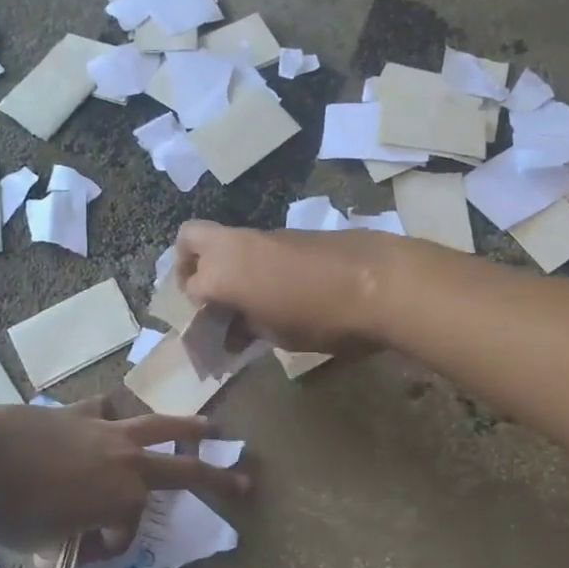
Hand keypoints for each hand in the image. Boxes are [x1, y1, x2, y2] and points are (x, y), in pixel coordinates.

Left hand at [0, 400, 248, 554]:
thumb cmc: (12, 514)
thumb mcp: (46, 543)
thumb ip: (71, 540)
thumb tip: (73, 536)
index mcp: (122, 497)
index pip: (128, 529)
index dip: (110, 546)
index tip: (85, 553)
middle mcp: (126, 460)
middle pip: (183, 468)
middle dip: (217, 477)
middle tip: (245, 481)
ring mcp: (106, 431)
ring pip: (158, 425)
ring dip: (186, 427)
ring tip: (208, 426)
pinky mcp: (79, 412)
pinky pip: (107, 409)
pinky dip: (112, 416)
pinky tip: (111, 416)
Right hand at [173, 221, 399, 354]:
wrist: (380, 281)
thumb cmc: (322, 318)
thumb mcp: (279, 335)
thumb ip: (249, 328)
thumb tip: (238, 330)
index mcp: (223, 273)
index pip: (190, 287)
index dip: (198, 311)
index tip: (213, 330)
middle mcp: (235, 245)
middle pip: (190, 238)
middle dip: (188, 263)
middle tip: (207, 292)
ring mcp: (265, 235)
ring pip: (227, 239)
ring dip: (227, 263)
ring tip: (249, 298)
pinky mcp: (293, 232)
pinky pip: (258, 244)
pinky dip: (255, 261)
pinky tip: (280, 289)